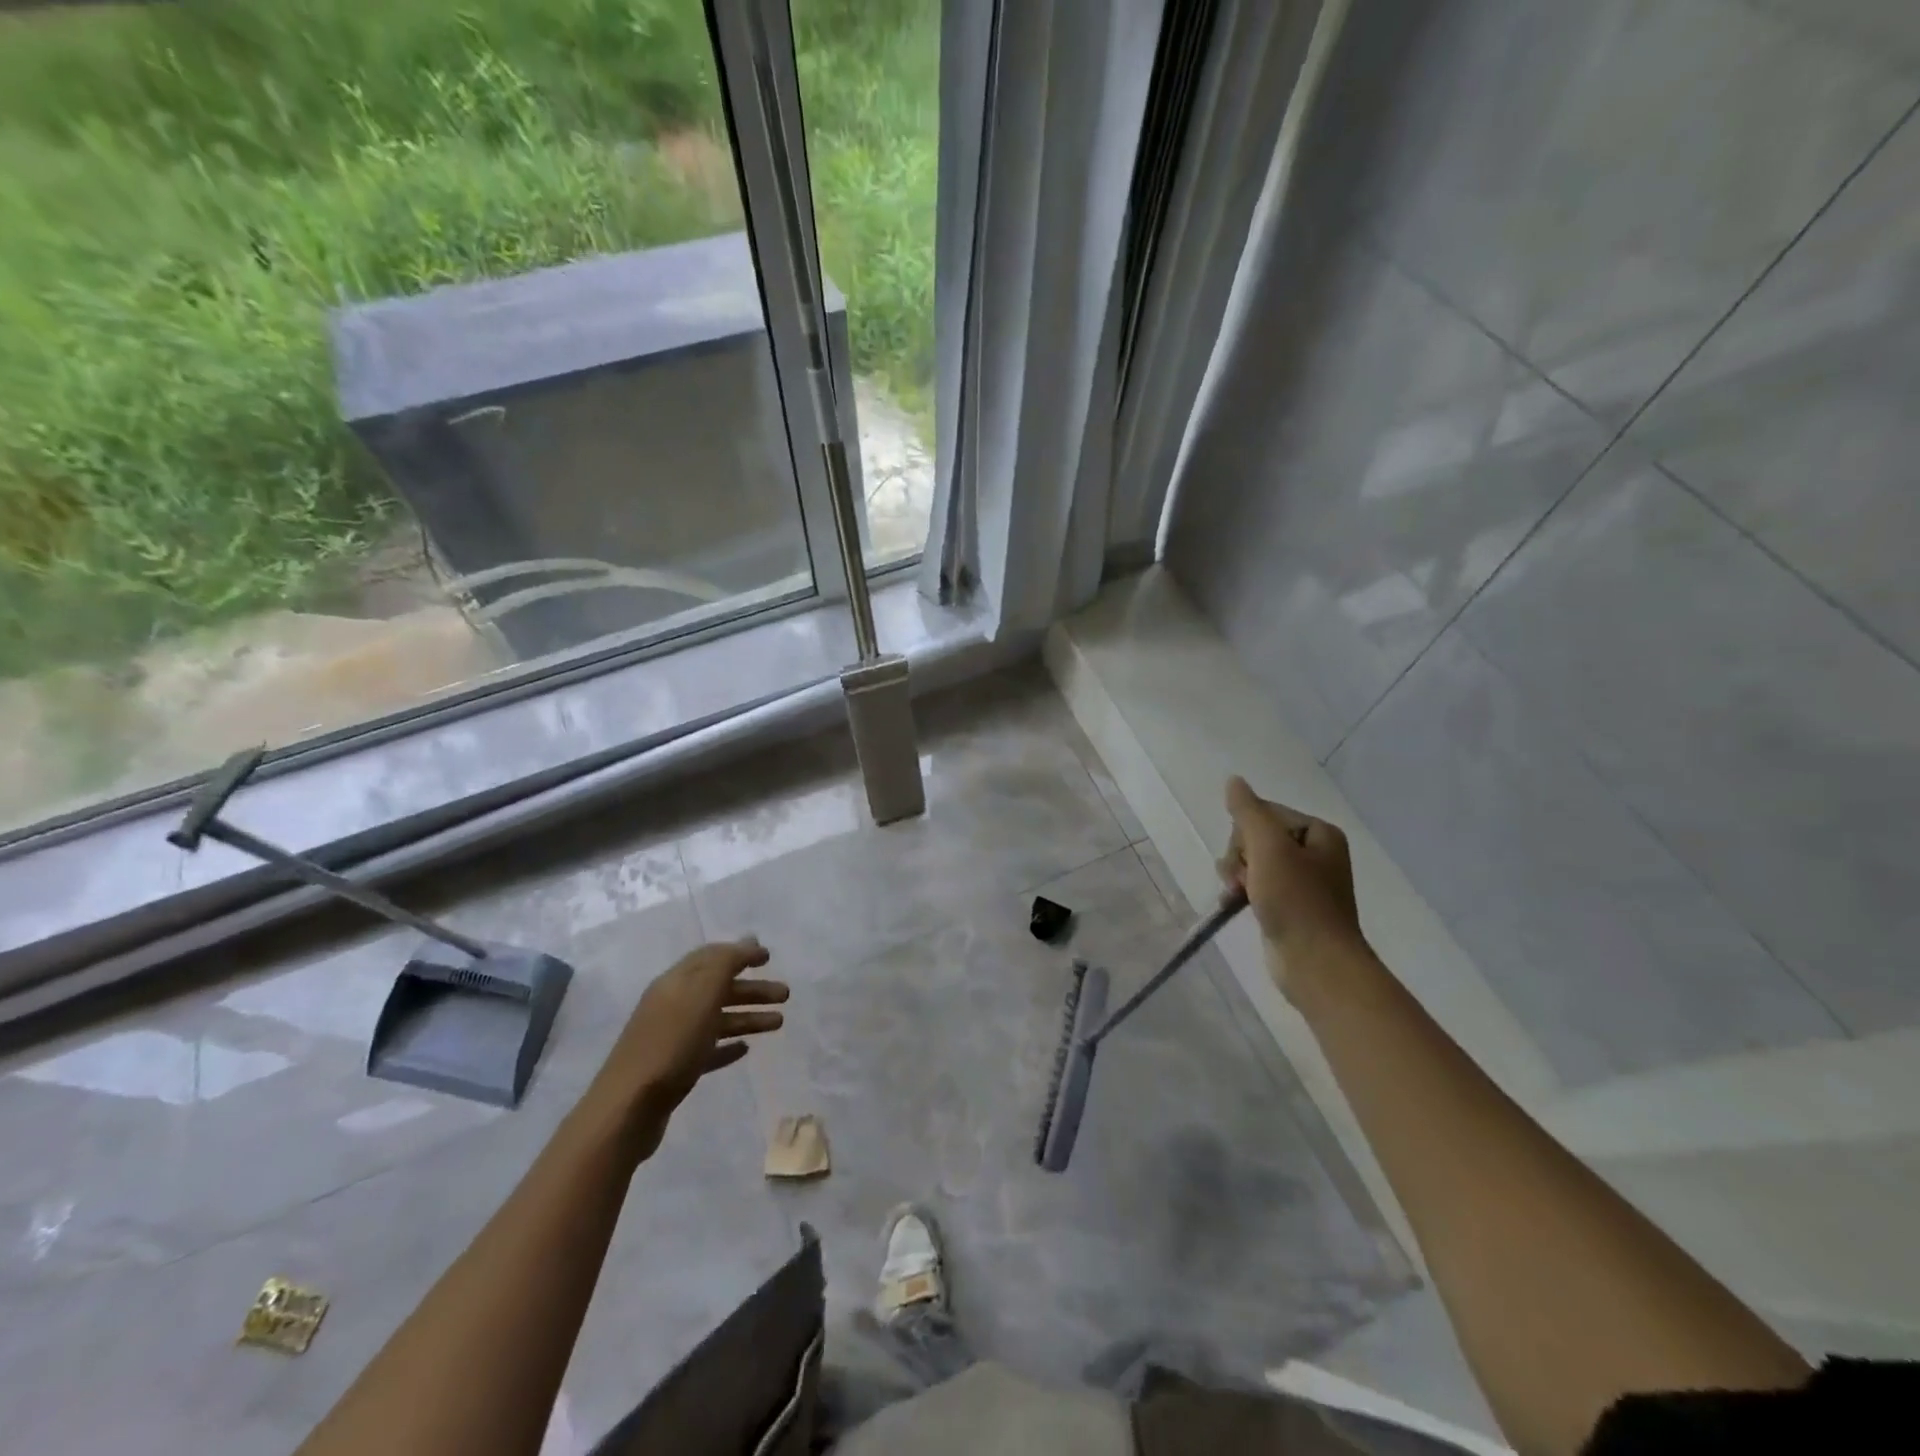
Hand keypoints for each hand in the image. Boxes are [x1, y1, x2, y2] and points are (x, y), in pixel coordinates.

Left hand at [587, 939, 788, 1157]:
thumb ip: (725, 963)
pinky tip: (745, 1049)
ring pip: (717, 1019)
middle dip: (752, 989)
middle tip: (785, 995)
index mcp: (676, 982)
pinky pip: (707, 1049)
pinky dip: (727, 1045)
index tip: (769, 957)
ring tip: (778, 1023)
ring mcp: (672, 1037)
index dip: (741, 953)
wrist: (629, 1108)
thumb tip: (748, 940)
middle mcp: (673, 1004)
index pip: (712, 957)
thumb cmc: (671, 1043)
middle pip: (718, 989)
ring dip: (748, 1017)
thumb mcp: (702, 993)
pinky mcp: (674, 1068)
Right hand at [1218, 776, 1364, 988]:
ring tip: (1236, 893)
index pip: (1265, 812)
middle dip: (1240, 855)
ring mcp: (1302, 882)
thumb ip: (1248, 812)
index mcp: (1319, 833)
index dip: (1246, 832)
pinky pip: (1256, 885)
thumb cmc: (1296, 900)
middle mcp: (1315, 853)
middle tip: (1243, 878)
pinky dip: (1241, 892)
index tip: (1248, 856)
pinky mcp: (1290, 906)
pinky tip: (1232, 904)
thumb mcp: (1268, 847)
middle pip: (1257, 836)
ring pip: (1252, 862)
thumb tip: (1233, 781)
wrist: (1316, 963)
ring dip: (1236, 874)